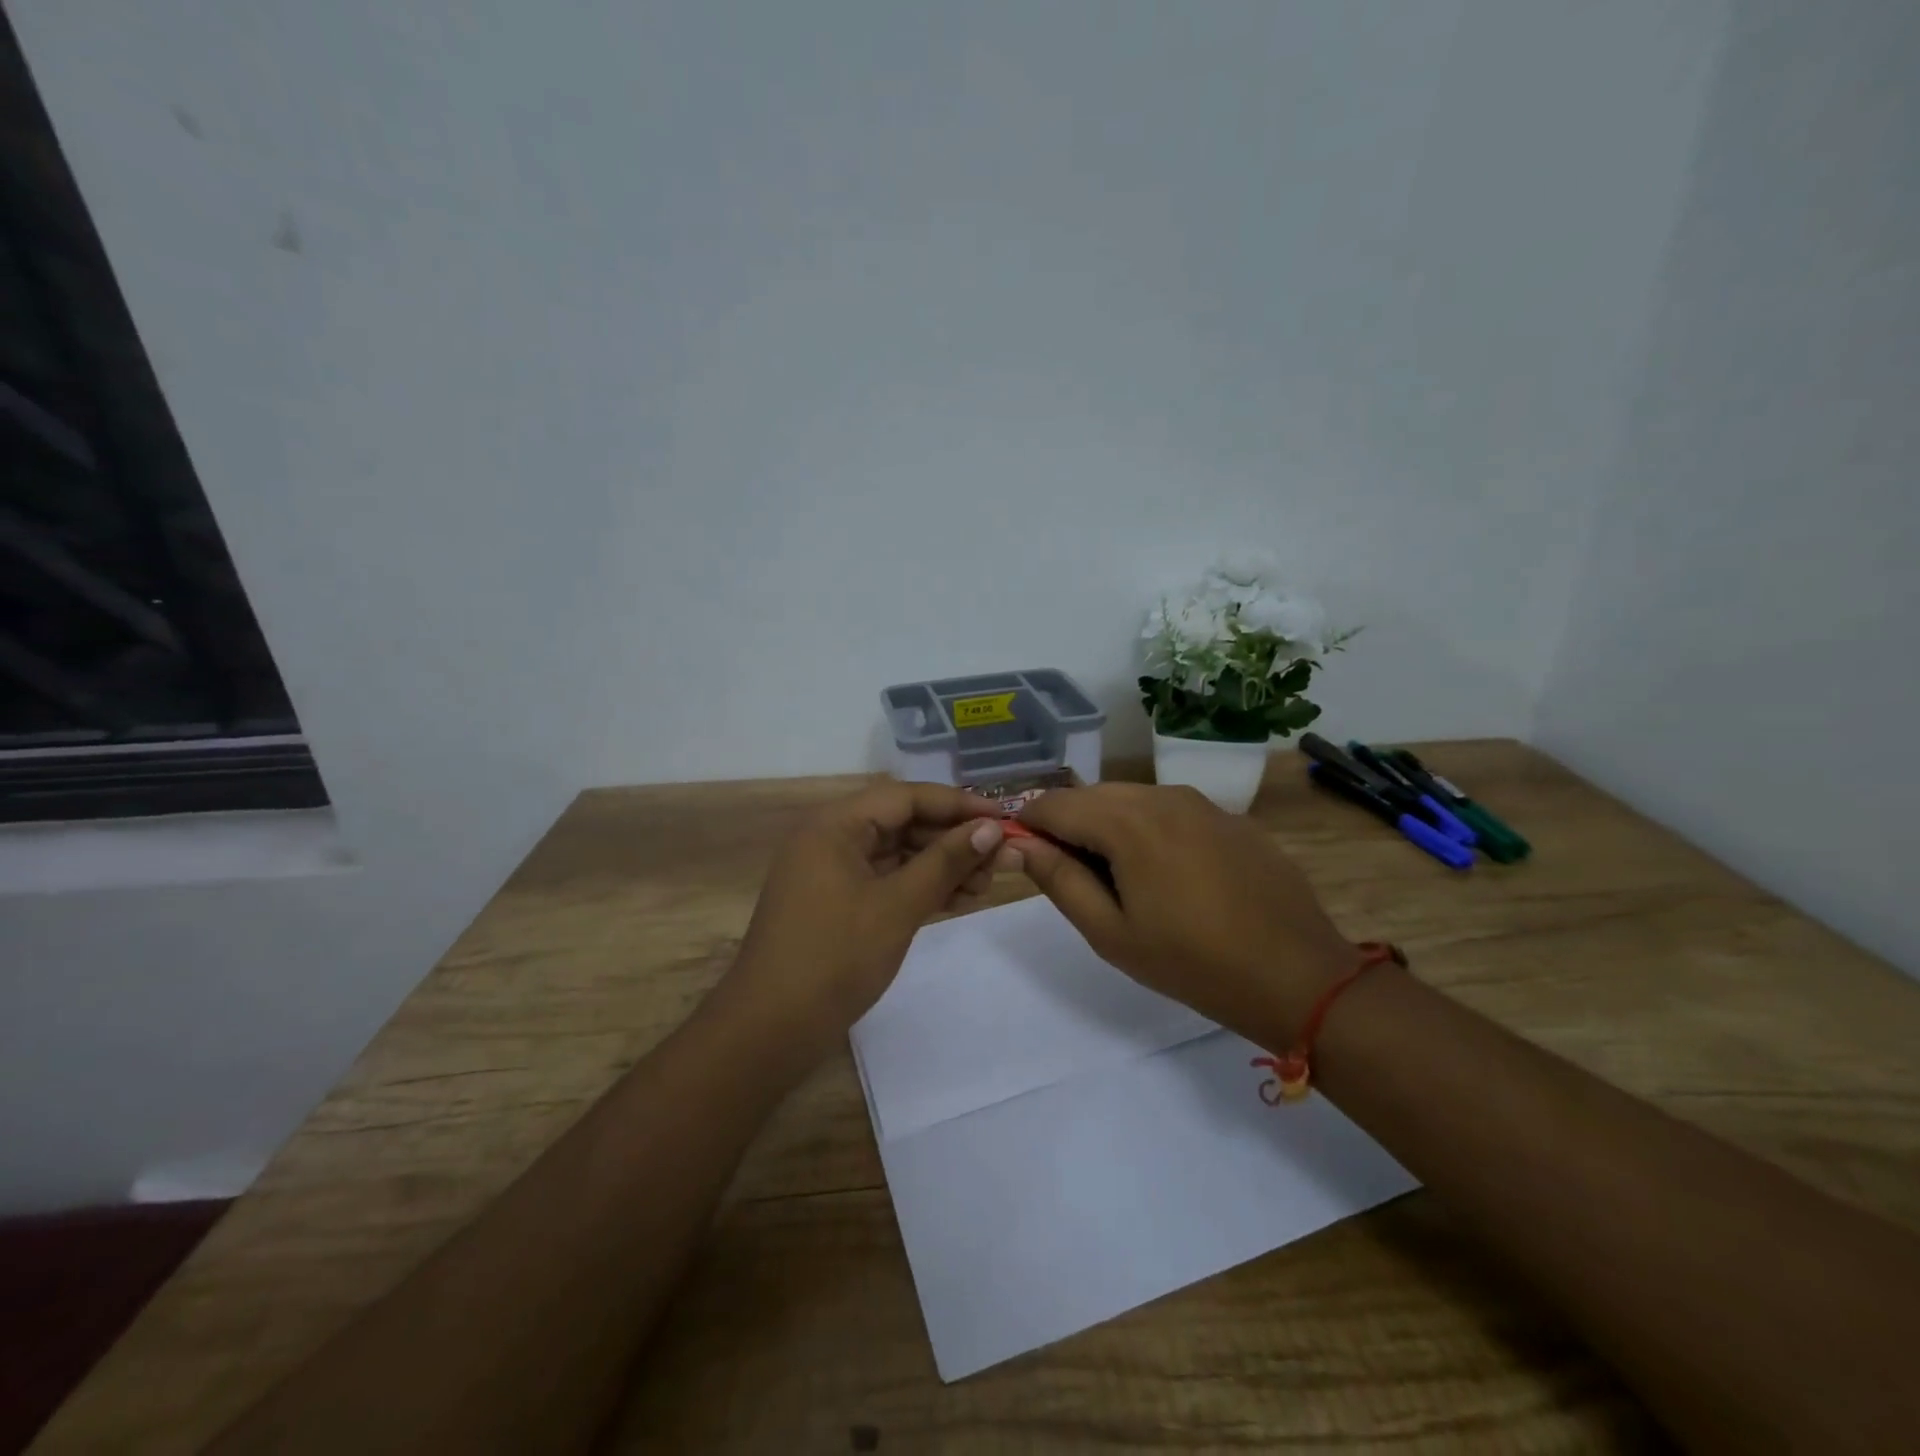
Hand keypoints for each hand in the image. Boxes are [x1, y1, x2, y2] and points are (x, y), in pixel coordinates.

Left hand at [712, 781, 1006, 1071]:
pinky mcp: (837, 903)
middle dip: (952, 838)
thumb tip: (990, 828)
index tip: (1003, 817)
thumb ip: (945, 862)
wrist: (770, 1030)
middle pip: (902, 822)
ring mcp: (832, 873)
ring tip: (985, 885)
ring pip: (897, 854)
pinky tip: (958, 900)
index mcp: (835, 825)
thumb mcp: (897, 906)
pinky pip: (886, 880)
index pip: (906, 797)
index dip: (957, 804)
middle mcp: (831, 838)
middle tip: (999, 858)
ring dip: (940, 865)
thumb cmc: (834, 957)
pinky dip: (920, 887)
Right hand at [1014, 783, 1355, 1043]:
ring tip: (1121, 879)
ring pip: (1133, 799)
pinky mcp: (1230, 817)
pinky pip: (1171, 811)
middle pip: (1093, 795)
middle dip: (1070, 825)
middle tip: (1074, 877)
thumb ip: (1059, 881)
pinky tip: (1170, 876)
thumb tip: (1022, 845)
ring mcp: (1202, 802)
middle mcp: (1162, 795)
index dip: (1030, 824)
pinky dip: (1150, 829)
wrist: (1298, 975)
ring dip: (1110, 826)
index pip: (1054, 803)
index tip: (1025, 856)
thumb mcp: (1111, 933)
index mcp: (1127, 821)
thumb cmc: (1192, 962)